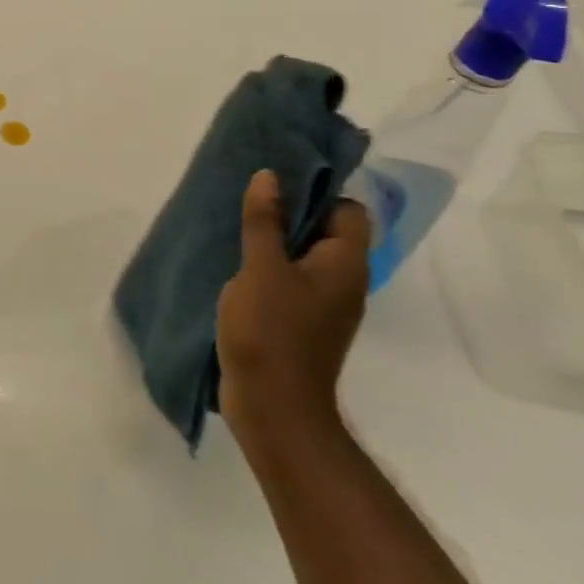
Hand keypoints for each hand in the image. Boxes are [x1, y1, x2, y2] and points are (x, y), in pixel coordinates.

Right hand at [217, 170, 370, 445]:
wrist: (274, 408)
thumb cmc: (271, 331)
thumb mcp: (261, 268)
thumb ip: (264, 220)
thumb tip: (270, 176)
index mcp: (344, 264)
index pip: (348, 211)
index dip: (318, 193)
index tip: (277, 185)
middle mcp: (344, 282)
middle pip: (326, 232)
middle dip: (289, 213)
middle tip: (247, 200)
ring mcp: (324, 307)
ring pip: (304, 258)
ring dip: (274, 243)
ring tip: (235, 229)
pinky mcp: (302, 325)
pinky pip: (290, 282)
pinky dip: (268, 270)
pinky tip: (236, 268)